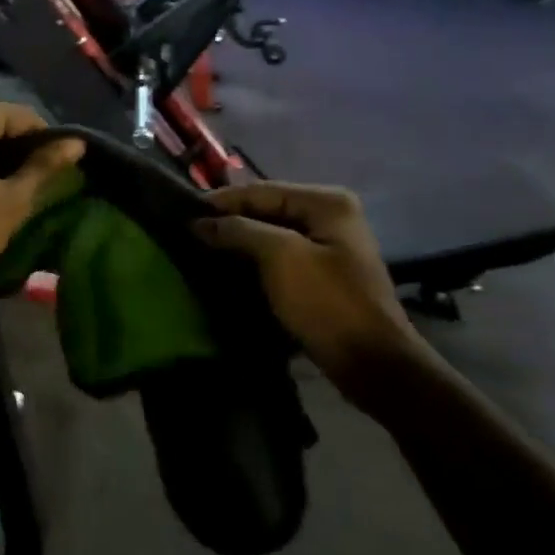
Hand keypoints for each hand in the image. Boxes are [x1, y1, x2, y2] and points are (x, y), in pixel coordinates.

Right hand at [194, 183, 421, 384]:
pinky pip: (280, 255)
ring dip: (239, 240)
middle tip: (188, 232)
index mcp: (326, 202)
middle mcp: (330, 215)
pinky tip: (229, 267)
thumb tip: (199, 222)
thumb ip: (239, 231)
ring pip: (271, 232)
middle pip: (267, 209)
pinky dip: (254, 259)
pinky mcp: (323, 273)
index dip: (221, 202)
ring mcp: (329, 244)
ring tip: (201, 248)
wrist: (372, 363)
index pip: (261, 191)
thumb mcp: (281, 258)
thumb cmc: (327, 302)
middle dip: (230, 220)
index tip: (182, 214)